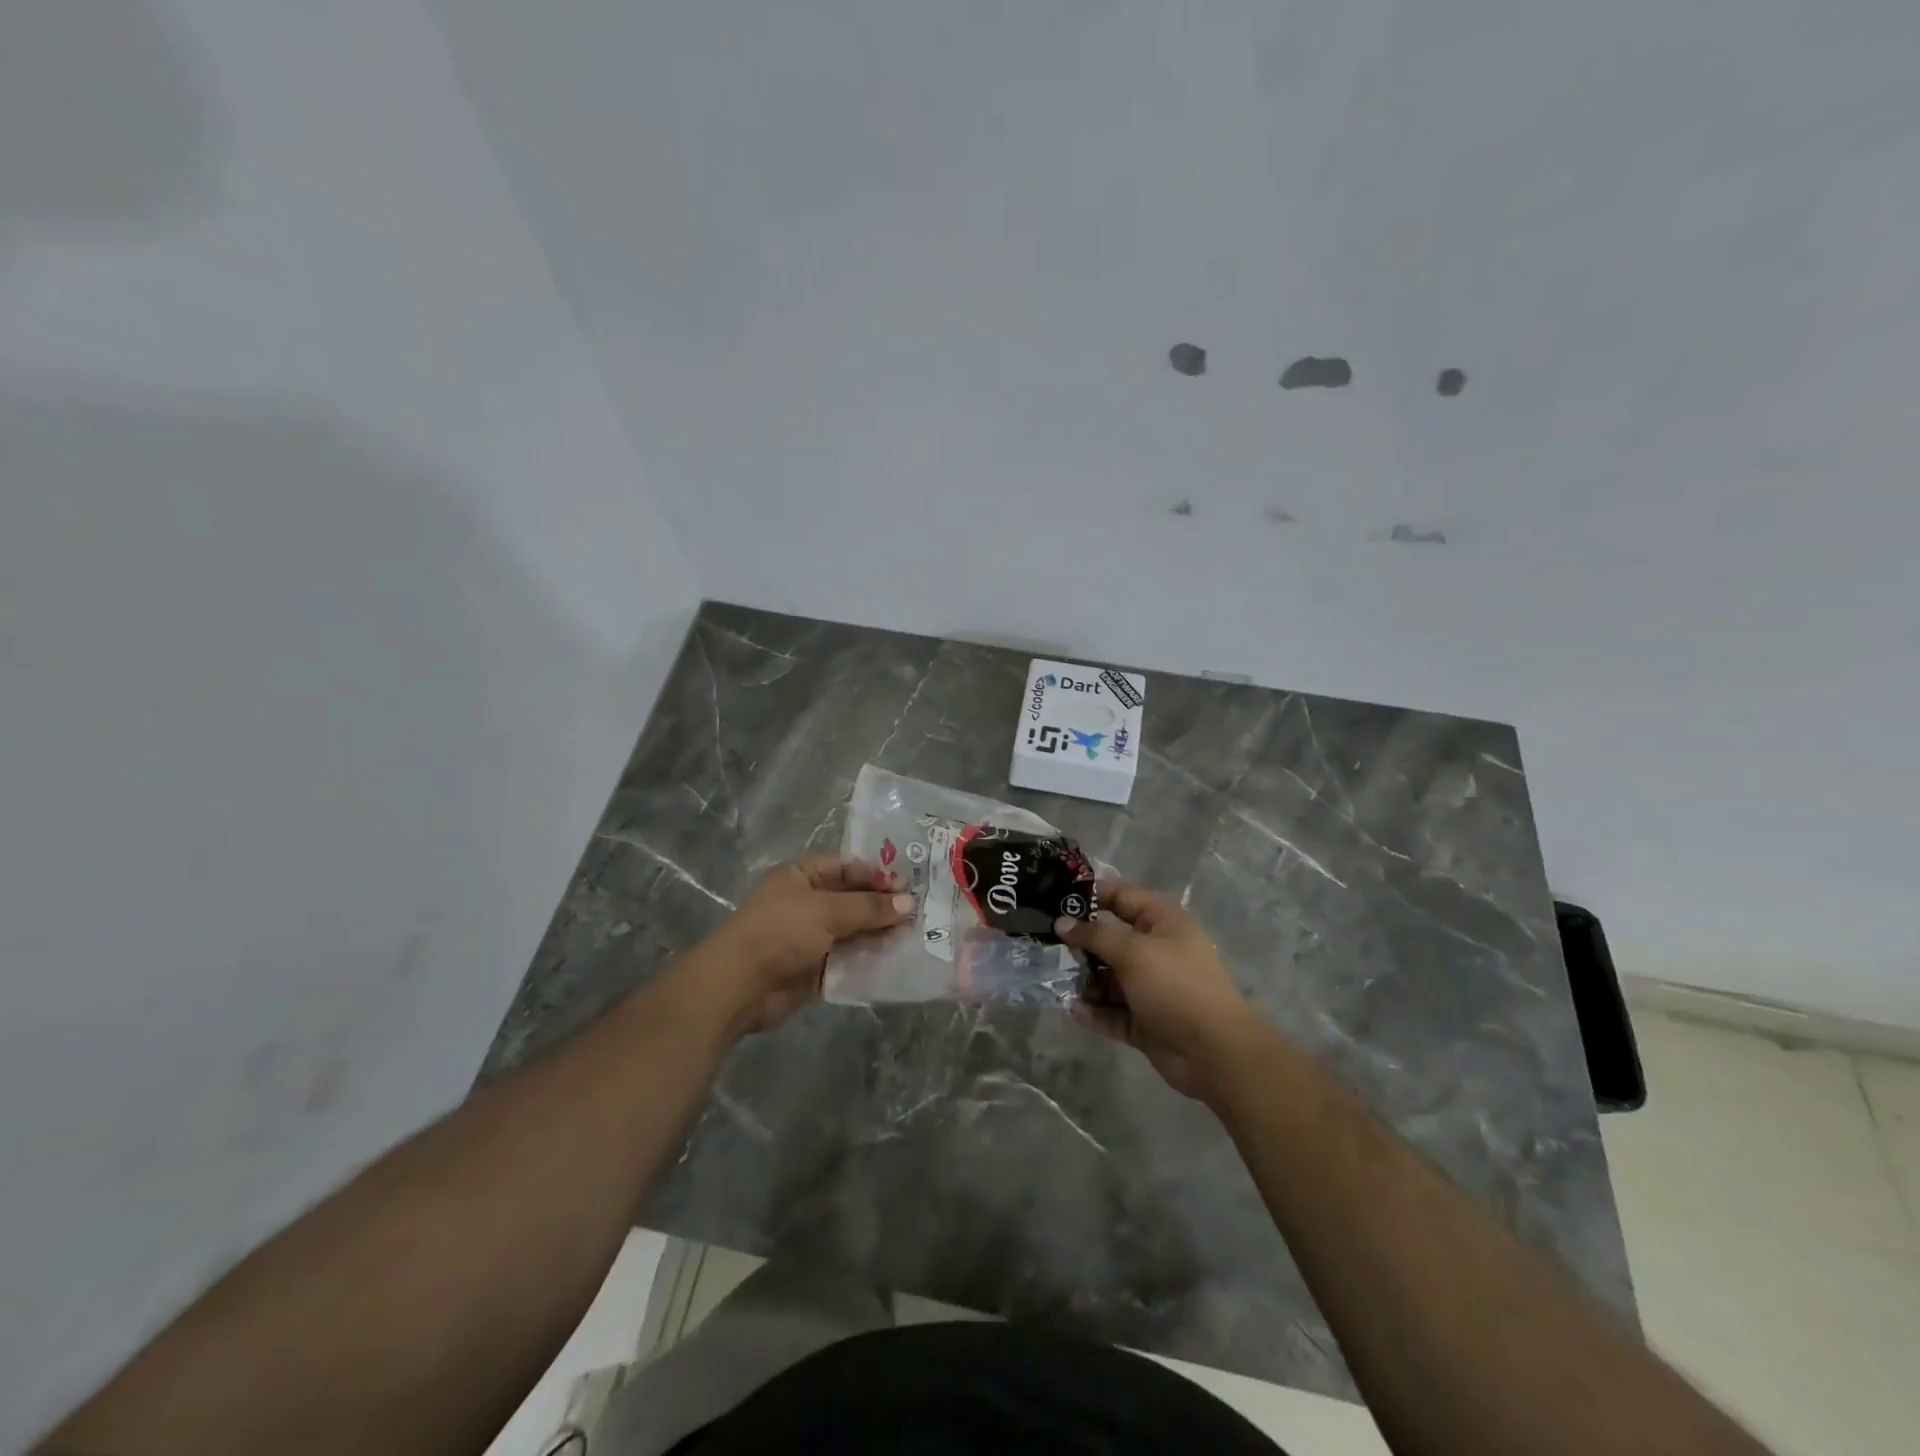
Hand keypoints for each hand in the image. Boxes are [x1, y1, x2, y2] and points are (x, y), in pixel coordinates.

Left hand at [699, 856, 914, 1036]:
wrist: (740, 986)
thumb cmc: (780, 932)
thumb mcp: (827, 911)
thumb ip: (869, 908)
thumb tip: (909, 904)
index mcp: (801, 875)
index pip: (846, 867)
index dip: (876, 875)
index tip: (908, 887)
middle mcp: (806, 902)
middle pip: (852, 900)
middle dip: (882, 908)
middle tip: (921, 913)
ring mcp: (810, 936)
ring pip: (853, 931)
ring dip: (879, 935)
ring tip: (916, 937)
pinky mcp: (815, 968)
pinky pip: (848, 959)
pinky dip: (869, 960)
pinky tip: (897, 961)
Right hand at [1055, 880, 1261, 1100]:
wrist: (1214, 1051)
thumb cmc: (1176, 986)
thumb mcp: (1133, 952)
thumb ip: (1094, 936)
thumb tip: (1062, 923)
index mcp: (1162, 922)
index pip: (1121, 896)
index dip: (1090, 894)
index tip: (1055, 899)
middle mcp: (1156, 950)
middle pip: (1111, 938)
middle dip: (1081, 943)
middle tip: (1048, 944)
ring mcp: (1150, 987)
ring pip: (1109, 977)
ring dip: (1086, 981)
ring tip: (1059, 982)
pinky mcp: (1144, 1020)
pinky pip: (1112, 1010)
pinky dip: (1095, 1011)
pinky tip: (1074, 1011)